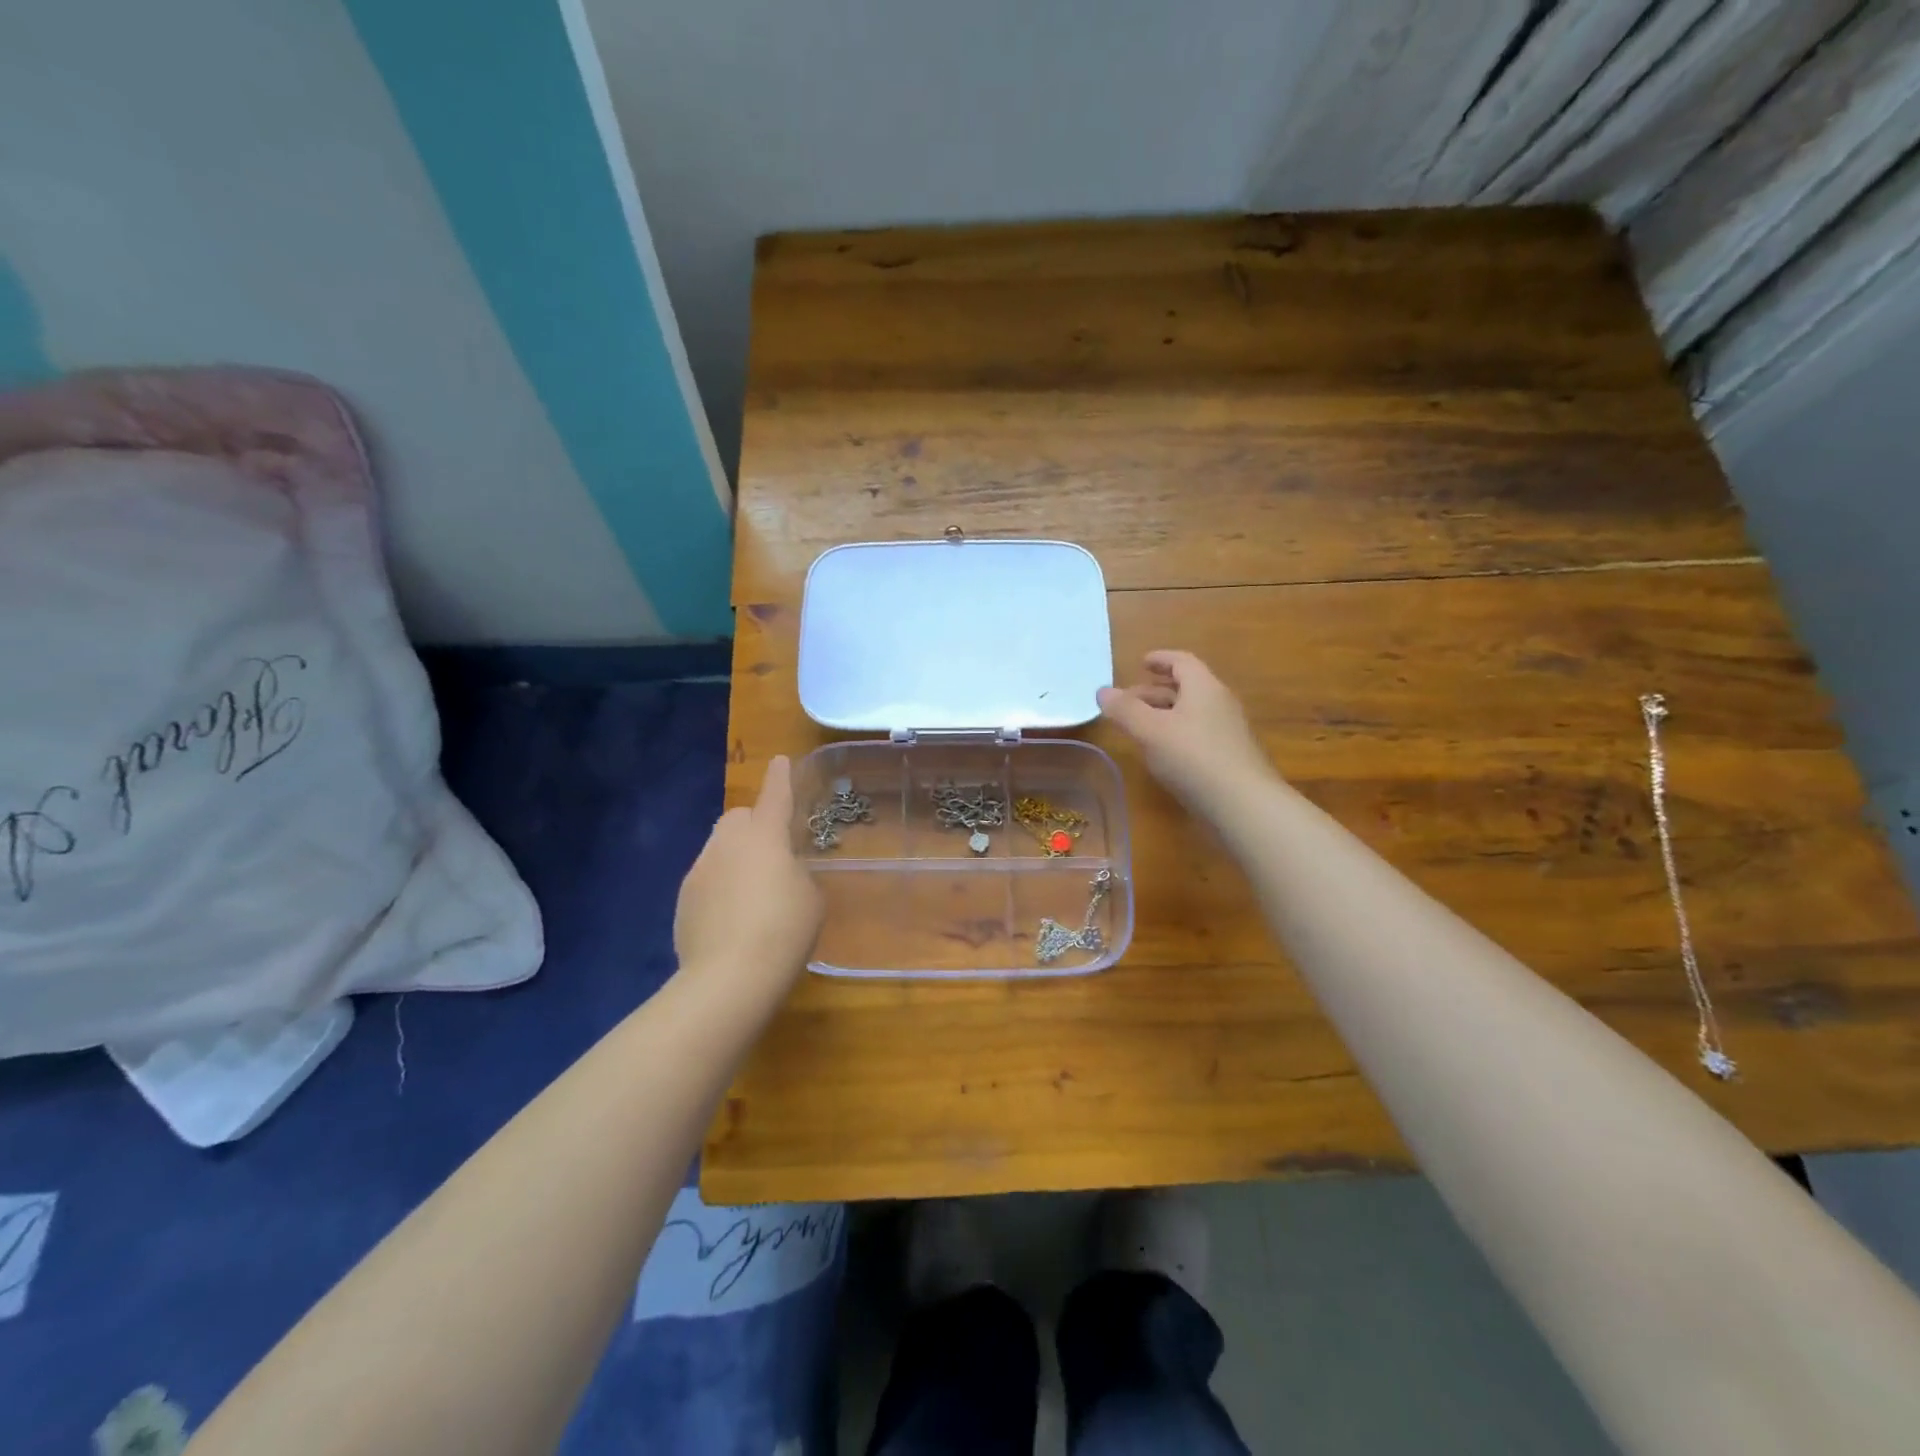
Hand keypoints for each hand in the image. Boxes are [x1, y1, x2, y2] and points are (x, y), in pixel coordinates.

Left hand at [674, 756, 824, 997]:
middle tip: (772, 853)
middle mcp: (727, 843)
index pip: (775, 796)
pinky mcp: (683, 900)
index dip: (781, 778)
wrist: (729, 978)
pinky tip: (732, 919)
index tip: (780, 761)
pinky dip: (720, 888)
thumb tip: (781, 875)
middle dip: (753, 825)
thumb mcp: (810, 898)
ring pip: (719, 849)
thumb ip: (797, 874)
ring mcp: (700, 870)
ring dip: (736, 858)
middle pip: (738, 818)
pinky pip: (706, 880)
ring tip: (752, 894)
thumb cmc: (783, 930)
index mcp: (765, 836)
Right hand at [1098, 651, 1274, 812]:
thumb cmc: (1193, 758)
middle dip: (1155, 691)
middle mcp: (1220, 703)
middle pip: (1186, 687)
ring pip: (1192, 713)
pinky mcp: (1230, 758)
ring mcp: (1228, 732)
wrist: (1243, 805)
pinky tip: (1162, 754)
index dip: (1161, 659)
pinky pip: (1198, 734)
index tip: (1141, 662)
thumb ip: (1125, 710)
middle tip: (1128, 701)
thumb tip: (1102, 691)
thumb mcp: (1150, 731)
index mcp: (1204, 688)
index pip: (1182, 662)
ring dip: (1164, 714)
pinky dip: (1176, 734)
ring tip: (1139, 727)